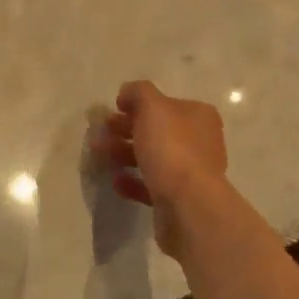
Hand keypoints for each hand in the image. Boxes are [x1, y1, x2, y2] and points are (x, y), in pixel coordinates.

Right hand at [91, 80, 228, 252]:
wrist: (188, 205)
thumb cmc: (171, 148)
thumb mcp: (152, 107)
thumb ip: (138, 92)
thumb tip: (127, 93)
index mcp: (198, 116)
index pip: (166, 104)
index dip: (139, 104)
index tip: (114, 109)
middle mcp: (199, 142)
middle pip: (157, 131)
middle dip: (125, 130)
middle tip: (101, 133)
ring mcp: (190, 173)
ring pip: (152, 158)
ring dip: (124, 154)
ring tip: (99, 154)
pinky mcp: (178, 199)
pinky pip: (151, 185)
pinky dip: (132, 181)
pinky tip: (116, 181)